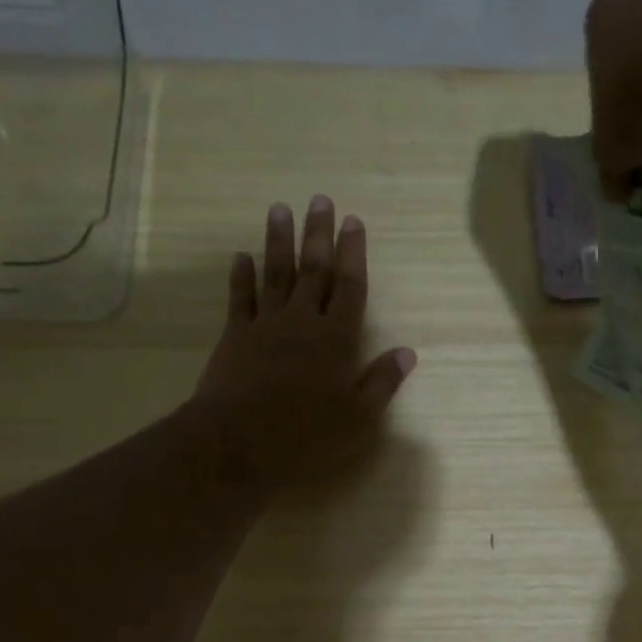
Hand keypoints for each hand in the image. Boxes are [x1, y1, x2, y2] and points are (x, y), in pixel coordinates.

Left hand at [191, 196, 416, 496]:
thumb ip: (382, 382)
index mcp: (336, 339)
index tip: (354, 221)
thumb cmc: (306, 435)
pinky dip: (241, 276)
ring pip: (275, 274)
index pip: (350, 287)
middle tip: (321, 199)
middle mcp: (302, 322)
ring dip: (279, 241)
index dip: (354, 254)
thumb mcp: (359, 419)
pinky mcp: (234, 337)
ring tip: (281, 209)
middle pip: (314, 270)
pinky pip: (239, 299)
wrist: (237, 442)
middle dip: (319, 234)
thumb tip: (407, 352)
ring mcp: (265, 326)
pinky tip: (241, 256)